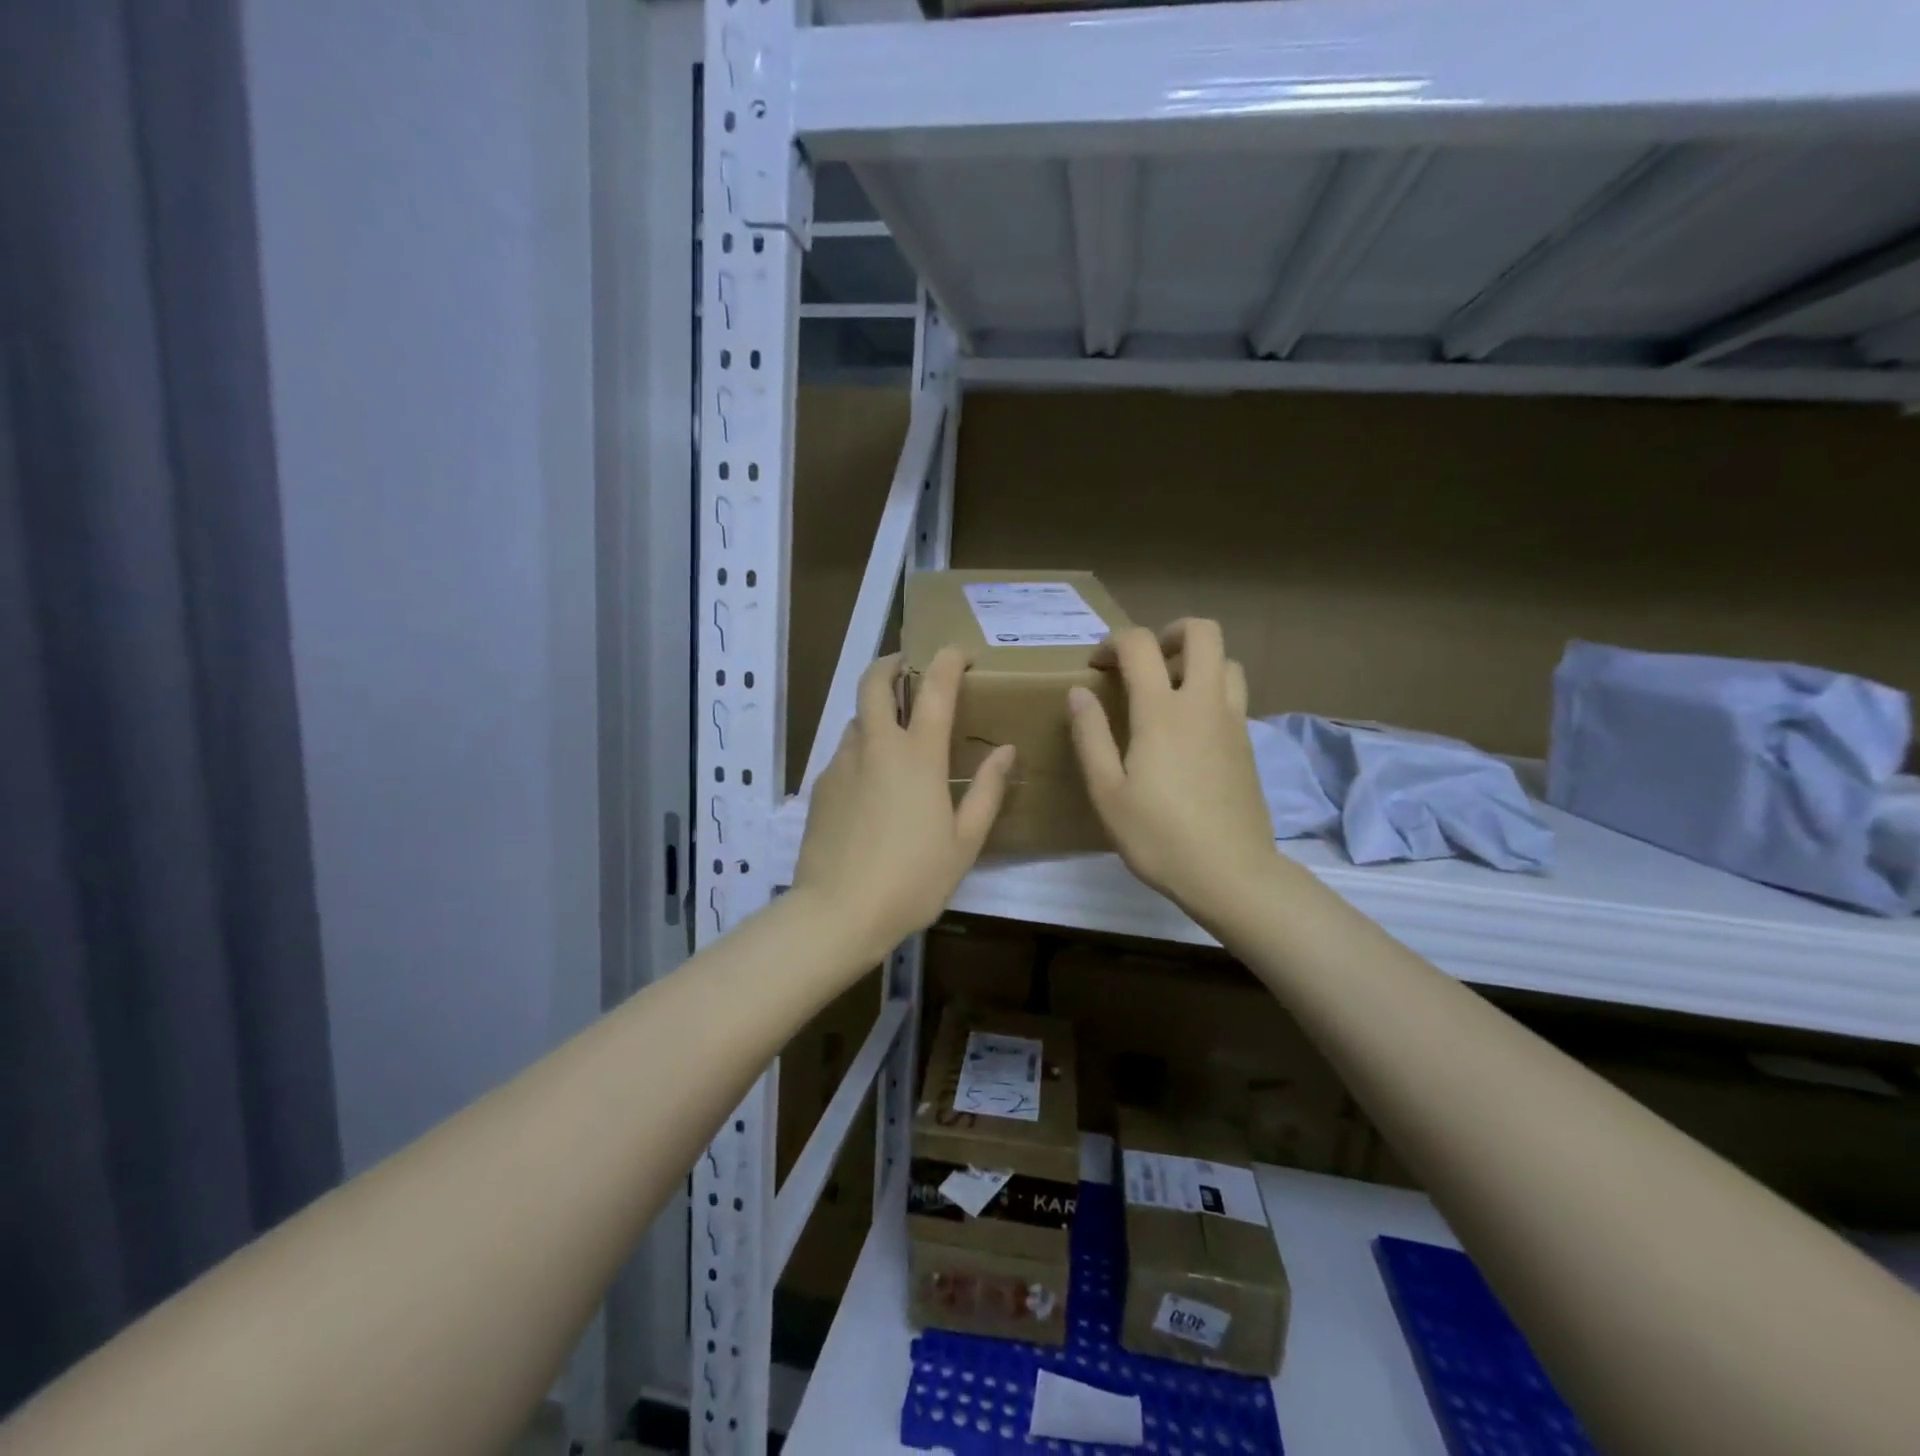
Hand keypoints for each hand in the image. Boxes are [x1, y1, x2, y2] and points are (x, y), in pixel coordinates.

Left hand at [793, 648, 1014, 964]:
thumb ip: (987, 790)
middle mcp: (876, 747)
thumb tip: (1006, 750)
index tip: (959, 652)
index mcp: (918, 756)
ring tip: (894, 737)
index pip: (934, 688)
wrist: (838, 912)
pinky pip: (844, 754)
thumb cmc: (913, 879)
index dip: (947, 660)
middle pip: (873, 683)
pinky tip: (872, 785)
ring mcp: (842, 764)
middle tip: (907, 668)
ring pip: (857, 719)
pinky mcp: (821, 787)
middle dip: (890, 664)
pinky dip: (862, 751)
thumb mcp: (964, 841)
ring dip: (876, 713)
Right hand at [1068, 619, 1277, 924]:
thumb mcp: (1107, 791)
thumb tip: (1078, 692)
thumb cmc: (1158, 836)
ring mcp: (1232, 721)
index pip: (1140, 644)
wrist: (1231, 873)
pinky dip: (1211, 690)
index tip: (1096, 666)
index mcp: (1161, 711)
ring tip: (1170, 691)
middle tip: (1146, 660)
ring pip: (1227, 661)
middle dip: (1170, 631)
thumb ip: (1090, 735)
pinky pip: (1234, 694)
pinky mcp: (1248, 743)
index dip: (1113, 642)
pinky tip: (1189, 729)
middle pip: (1203, 632)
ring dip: (1197, 661)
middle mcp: (1203, 703)